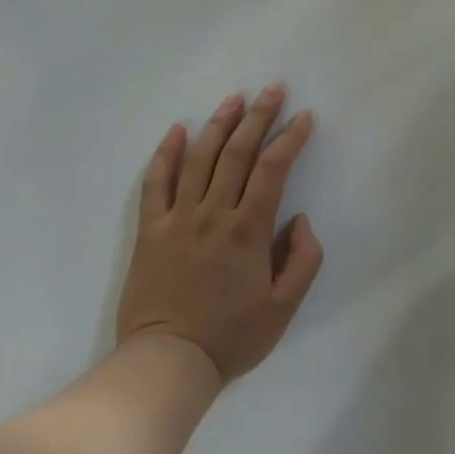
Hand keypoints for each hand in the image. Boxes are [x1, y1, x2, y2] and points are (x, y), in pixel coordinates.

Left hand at [116, 85, 324, 382]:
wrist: (167, 364)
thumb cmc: (231, 337)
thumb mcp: (284, 308)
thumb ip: (303, 260)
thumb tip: (300, 220)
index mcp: (248, 230)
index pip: (273, 169)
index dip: (290, 138)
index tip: (303, 116)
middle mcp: (213, 214)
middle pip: (237, 153)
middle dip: (258, 116)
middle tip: (272, 90)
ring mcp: (178, 219)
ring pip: (199, 158)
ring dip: (218, 125)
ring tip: (233, 99)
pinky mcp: (151, 230)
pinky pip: (156, 183)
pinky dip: (165, 154)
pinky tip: (176, 130)